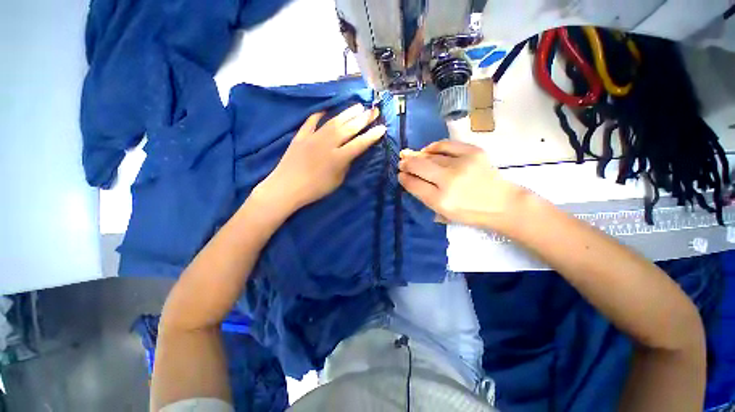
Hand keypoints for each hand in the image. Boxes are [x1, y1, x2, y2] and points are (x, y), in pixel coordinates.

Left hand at [256, 104, 386, 210]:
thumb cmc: (314, 190)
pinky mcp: (300, 137)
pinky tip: (324, 111)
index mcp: (338, 158)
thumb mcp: (337, 181)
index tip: (382, 128)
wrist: (286, 188)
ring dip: (347, 113)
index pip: (359, 144)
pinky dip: (317, 116)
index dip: (372, 136)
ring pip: (333, 122)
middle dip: (363, 119)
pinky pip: (310, 123)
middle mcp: (327, 144)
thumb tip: (349, 153)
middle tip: (373, 110)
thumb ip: (345, 165)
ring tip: (358, 106)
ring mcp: (313, 138)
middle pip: (348, 129)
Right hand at [398, 140, 526, 230]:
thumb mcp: (442, 213)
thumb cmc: (470, 213)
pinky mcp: (473, 152)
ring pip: (430, 155)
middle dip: (406, 163)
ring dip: (418, 155)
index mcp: (440, 200)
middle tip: (401, 162)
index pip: (413, 184)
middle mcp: (449, 181)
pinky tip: (428, 150)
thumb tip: (409, 177)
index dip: (404, 178)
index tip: (400, 174)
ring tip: (412, 156)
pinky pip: (446, 145)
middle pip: (418, 166)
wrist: (502, 204)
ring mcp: (462, 164)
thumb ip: (424, 195)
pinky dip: (434, 146)